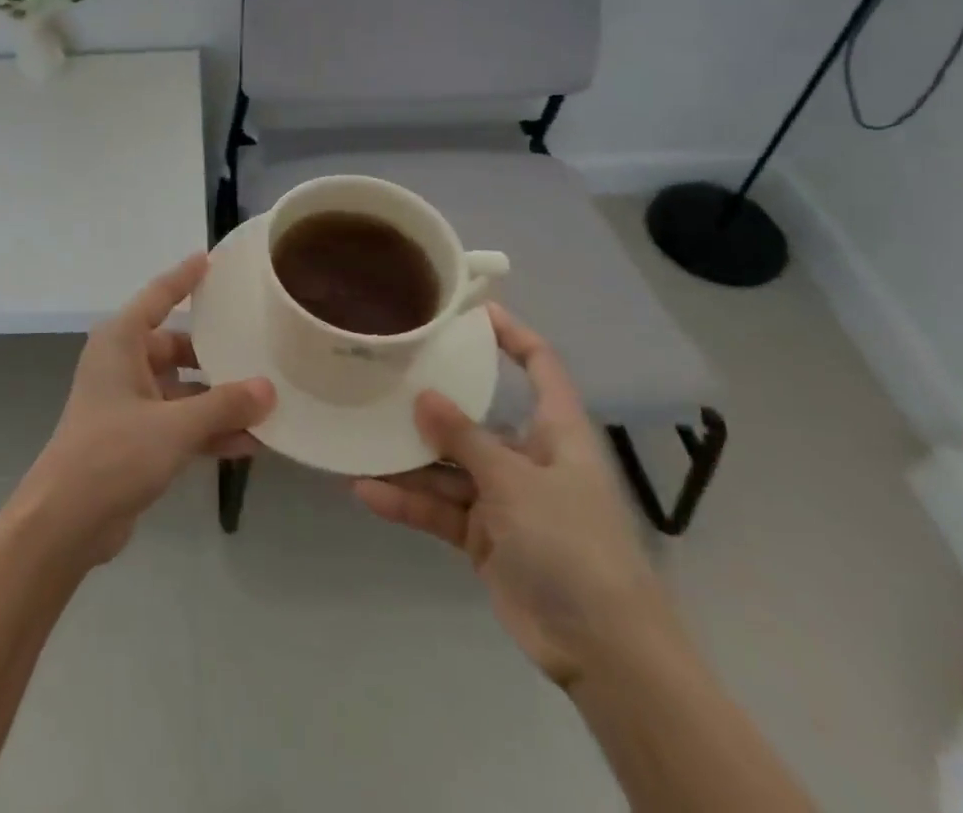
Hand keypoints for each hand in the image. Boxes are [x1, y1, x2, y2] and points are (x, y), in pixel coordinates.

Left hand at [13, 255, 274, 566]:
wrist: (66, 521)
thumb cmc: (113, 453)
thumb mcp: (174, 426)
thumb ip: (223, 406)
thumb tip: (268, 389)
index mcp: (120, 341)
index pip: (158, 296)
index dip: (184, 277)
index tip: (210, 259)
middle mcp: (123, 363)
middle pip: (177, 346)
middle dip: (217, 355)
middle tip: (260, 348)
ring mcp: (129, 402)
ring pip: (183, 389)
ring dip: (219, 400)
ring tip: (268, 403)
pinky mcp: (136, 437)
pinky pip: (180, 422)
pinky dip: (208, 429)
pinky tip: (250, 443)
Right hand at [354, 304, 672, 687]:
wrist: (604, 652)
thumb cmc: (573, 546)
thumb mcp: (516, 482)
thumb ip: (465, 438)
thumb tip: (422, 396)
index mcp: (556, 432)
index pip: (540, 366)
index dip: (512, 335)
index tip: (470, 311)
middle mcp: (528, 457)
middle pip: (476, 416)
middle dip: (433, 401)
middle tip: (384, 371)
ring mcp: (504, 499)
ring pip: (448, 466)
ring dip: (408, 458)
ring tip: (358, 435)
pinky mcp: (484, 537)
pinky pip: (439, 508)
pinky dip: (407, 502)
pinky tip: (366, 491)